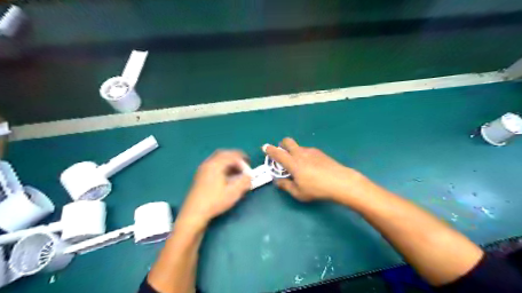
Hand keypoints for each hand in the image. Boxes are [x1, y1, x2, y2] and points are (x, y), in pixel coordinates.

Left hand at [177, 151, 252, 228]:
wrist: (194, 212)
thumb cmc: (215, 201)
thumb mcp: (234, 192)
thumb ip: (244, 182)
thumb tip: (250, 176)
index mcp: (216, 165)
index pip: (232, 155)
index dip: (243, 160)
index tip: (249, 168)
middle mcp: (208, 163)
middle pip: (224, 153)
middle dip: (236, 158)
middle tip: (243, 166)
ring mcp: (203, 168)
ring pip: (218, 158)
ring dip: (229, 162)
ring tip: (236, 172)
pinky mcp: (200, 175)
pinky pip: (214, 164)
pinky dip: (223, 166)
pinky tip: (226, 176)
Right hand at [265, 138, 365, 201]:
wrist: (340, 182)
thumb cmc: (317, 189)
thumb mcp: (298, 192)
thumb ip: (286, 185)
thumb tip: (278, 181)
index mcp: (292, 163)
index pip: (277, 153)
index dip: (269, 150)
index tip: (265, 147)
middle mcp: (300, 153)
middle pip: (288, 141)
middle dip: (282, 144)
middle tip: (282, 153)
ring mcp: (311, 151)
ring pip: (298, 147)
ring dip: (294, 151)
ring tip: (299, 165)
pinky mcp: (320, 153)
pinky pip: (307, 151)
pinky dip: (304, 155)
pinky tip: (311, 166)